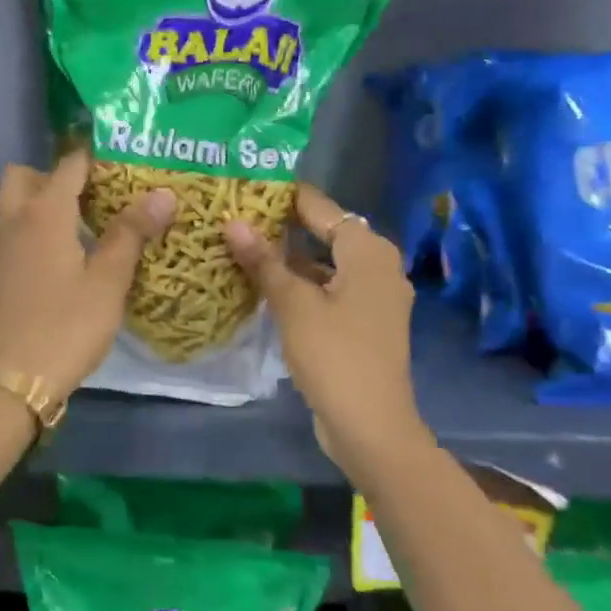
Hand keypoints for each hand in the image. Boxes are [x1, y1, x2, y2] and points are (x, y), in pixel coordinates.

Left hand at [0, 149, 175, 401]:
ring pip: (17, 204)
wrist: (16, 377)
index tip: (125, 158)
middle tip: (93, 192)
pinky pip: (17, 231)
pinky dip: (38, 228)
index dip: (95, 156)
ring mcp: (3, 248)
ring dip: (44, 201)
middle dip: (55, 174)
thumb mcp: (108, 281)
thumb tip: (162, 194)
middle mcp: (16, 221)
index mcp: (44, 214)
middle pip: (26, 176)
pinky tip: (69, 253)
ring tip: (88, 220)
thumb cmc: (67, 326)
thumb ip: (131, 234)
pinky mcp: (1, 272)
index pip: (69, 165)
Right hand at [223, 184, 427, 470]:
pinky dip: (302, 285)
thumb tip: (232, 223)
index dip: (286, 196)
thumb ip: (264, 262)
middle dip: (283, 227)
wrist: (370, 425)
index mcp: (369, 252)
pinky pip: (329, 290)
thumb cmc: (335, 356)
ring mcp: (373, 297)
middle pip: (326, 234)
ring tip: (244, 246)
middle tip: (238, 215)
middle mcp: (378, 267)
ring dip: (290, 258)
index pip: (323, 208)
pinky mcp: (364, 324)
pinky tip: (266, 287)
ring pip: (326, 265)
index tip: (247, 185)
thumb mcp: (294, 305)